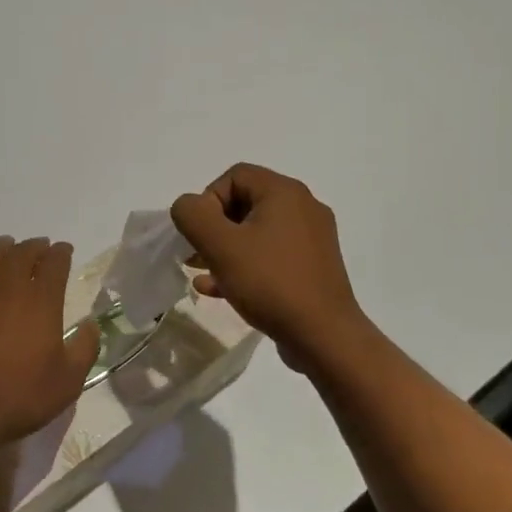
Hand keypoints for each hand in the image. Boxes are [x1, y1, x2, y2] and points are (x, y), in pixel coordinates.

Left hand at [0, 236, 101, 453]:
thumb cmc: (19, 397)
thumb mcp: (68, 381)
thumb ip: (85, 348)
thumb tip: (90, 325)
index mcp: (39, 301)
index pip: (54, 263)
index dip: (61, 253)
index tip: (65, 250)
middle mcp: (6, 289)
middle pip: (21, 252)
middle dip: (35, 246)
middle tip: (41, 247)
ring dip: (3, 248)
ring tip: (9, 247)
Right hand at [171, 164, 369, 370]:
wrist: (323, 336)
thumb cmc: (270, 282)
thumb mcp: (220, 246)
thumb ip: (193, 215)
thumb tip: (187, 206)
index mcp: (285, 192)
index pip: (234, 176)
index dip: (208, 200)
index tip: (199, 233)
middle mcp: (303, 207)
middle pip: (245, 202)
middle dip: (213, 227)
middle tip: (194, 254)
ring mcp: (311, 239)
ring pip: (256, 232)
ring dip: (225, 248)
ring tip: (202, 273)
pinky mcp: (312, 267)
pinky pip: (271, 255)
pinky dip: (244, 265)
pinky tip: (219, 290)